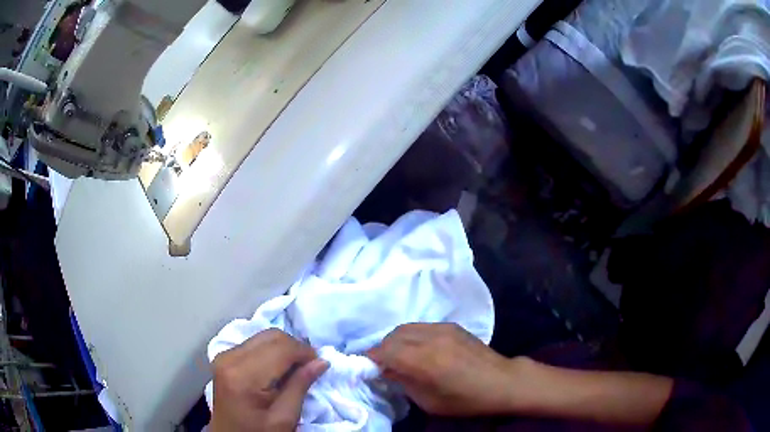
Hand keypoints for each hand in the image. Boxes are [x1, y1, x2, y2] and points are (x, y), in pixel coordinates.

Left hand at [210, 329, 328, 430]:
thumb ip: (300, 386)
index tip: (319, 365)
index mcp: (243, 376)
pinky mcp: (224, 356)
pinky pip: (255, 343)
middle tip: (309, 367)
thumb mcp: (284, 418)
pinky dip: (272, 351)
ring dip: (284, 349)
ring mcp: (224, 355)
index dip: (305, 352)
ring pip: (264, 336)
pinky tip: (277, 370)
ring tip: (294, 370)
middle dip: (295, 348)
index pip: (281, 347)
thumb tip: (321, 361)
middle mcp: (230, 358)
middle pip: (271, 336)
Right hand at [367, 323, 517, 415]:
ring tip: (397, 355)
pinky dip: (411, 336)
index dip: (371, 357)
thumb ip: (404, 382)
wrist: (502, 381)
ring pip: (406, 327)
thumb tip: (387, 370)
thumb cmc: (465, 399)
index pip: (386, 351)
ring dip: (395, 340)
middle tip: (381, 363)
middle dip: (382, 348)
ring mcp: (443, 329)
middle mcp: (431, 338)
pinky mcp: (452, 326)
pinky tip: (417, 349)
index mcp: (424, 360)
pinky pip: (422, 326)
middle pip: (393, 336)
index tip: (365, 366)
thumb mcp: (429, 401)